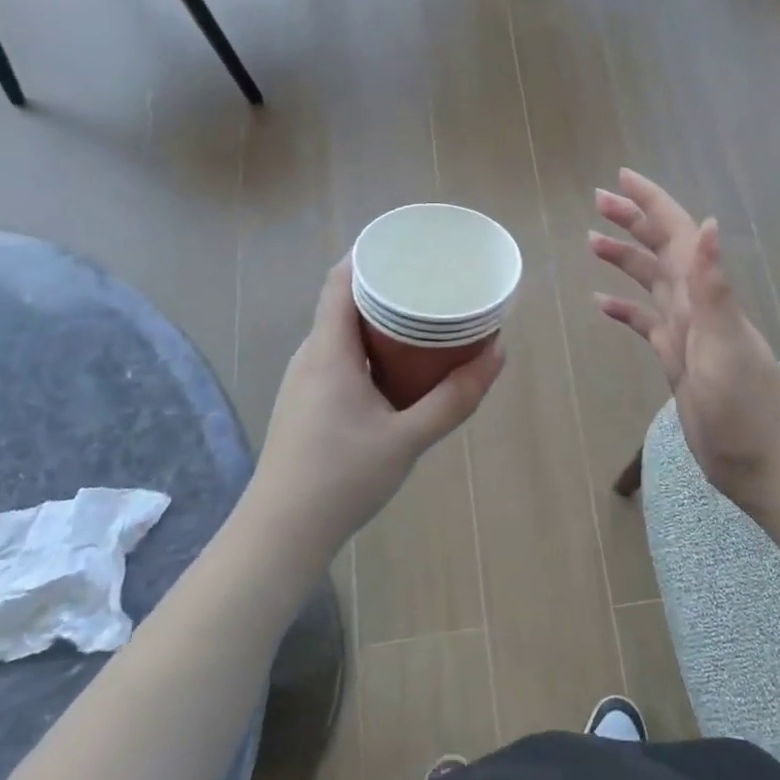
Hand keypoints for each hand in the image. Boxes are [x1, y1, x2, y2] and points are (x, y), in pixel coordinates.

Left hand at [247, 259, 504, 567]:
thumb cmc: (341, 479)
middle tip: (431, 280)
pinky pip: (341, 357)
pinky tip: (399, 364)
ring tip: (423, 316)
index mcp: (329, 352)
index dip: (371, 254)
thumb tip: (498, 353)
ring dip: (379, 319)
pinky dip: (371, 347)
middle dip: (386, 285)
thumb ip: (455, 398)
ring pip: (343, 332)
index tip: (410, 245)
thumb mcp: (408, 439)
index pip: (341, 281)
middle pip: (344, 301)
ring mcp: (306, 381)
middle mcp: (311, 357)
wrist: (281, 534)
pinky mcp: (308, 403)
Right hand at [591, 170, 779, 514]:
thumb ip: (713, 287)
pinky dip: (626, 310)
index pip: (676, 235)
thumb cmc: (746, 409)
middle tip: (598, 200)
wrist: (764, 464)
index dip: (651, 203)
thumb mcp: (725, 346)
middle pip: (661, 250)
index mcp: (705, 297)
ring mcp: (687, 334)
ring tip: (592, 242)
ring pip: (652, 283)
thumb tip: (707, 223)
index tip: (621, 177)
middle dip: (633, 220)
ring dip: (626, 260)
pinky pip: (647, 325)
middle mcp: (696, 306)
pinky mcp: (678, 361)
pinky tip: (603, 305)